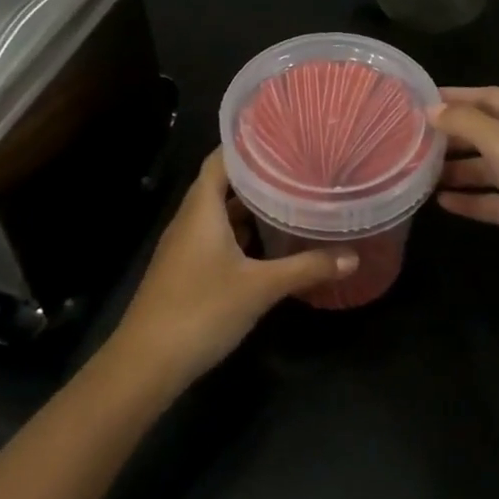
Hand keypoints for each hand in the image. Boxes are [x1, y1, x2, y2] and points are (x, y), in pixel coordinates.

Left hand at [110, 150, 357, 387]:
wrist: (145, 364)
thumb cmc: (201, 309)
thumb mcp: (260, 288)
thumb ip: (306, 268)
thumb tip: (352, 256)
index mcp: (202, 207)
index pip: (222, 158)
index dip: (248, 144)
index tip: (281, 135)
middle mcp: (190, 217)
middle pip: (222, 183)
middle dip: (256, 176)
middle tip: (296, 167)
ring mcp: (184, 245)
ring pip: (219, 213)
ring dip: (249, 207)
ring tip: (288, 198)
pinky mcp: (185, 269)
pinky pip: (215, 236)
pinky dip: (239, 232)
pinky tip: (266, 244)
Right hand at [435, 87, 498, 318]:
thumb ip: (467, 124)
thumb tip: (432, 109)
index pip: (490, 98)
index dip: (457, 96)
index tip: (419, 100)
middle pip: (487, 132)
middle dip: (452, 134)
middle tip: (410, 140)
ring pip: (488, 169)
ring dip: (456, 169)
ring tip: (417, 173)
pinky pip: (495, 202)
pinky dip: (471, 201)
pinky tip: (442, 203)